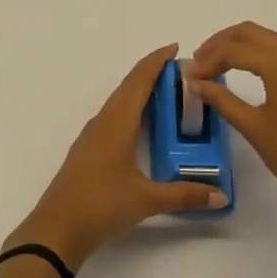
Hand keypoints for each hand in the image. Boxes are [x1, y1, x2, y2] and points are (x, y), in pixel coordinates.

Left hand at [5, 44, 229, 269]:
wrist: (56, 229)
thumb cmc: (101, 205)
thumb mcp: (147, 200)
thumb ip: (185, 195)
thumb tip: (220, 195)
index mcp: (117, 121)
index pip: (139, 80)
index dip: (156, 61)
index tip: (175, 48)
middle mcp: (104, 120)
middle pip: (128, 86)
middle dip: (152, 73)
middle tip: (180, 72)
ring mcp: (93, 135)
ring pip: (119, 102)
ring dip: (140, 91)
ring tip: (166, 93)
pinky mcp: (88, 150)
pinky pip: (113, 117)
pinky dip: (131, 110)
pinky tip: (141, 124)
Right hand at [188, 22, 276, 232]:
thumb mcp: (254, 127)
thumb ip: (222, 99)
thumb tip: (195, 82)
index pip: (234, 48)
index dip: (208, 60)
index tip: (188, 77)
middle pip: (250, 32)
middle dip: (220, 43)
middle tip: (198, 63)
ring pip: (266, 40)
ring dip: (238, 47)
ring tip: (214, 67)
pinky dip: (256, 56)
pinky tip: (241, 73)